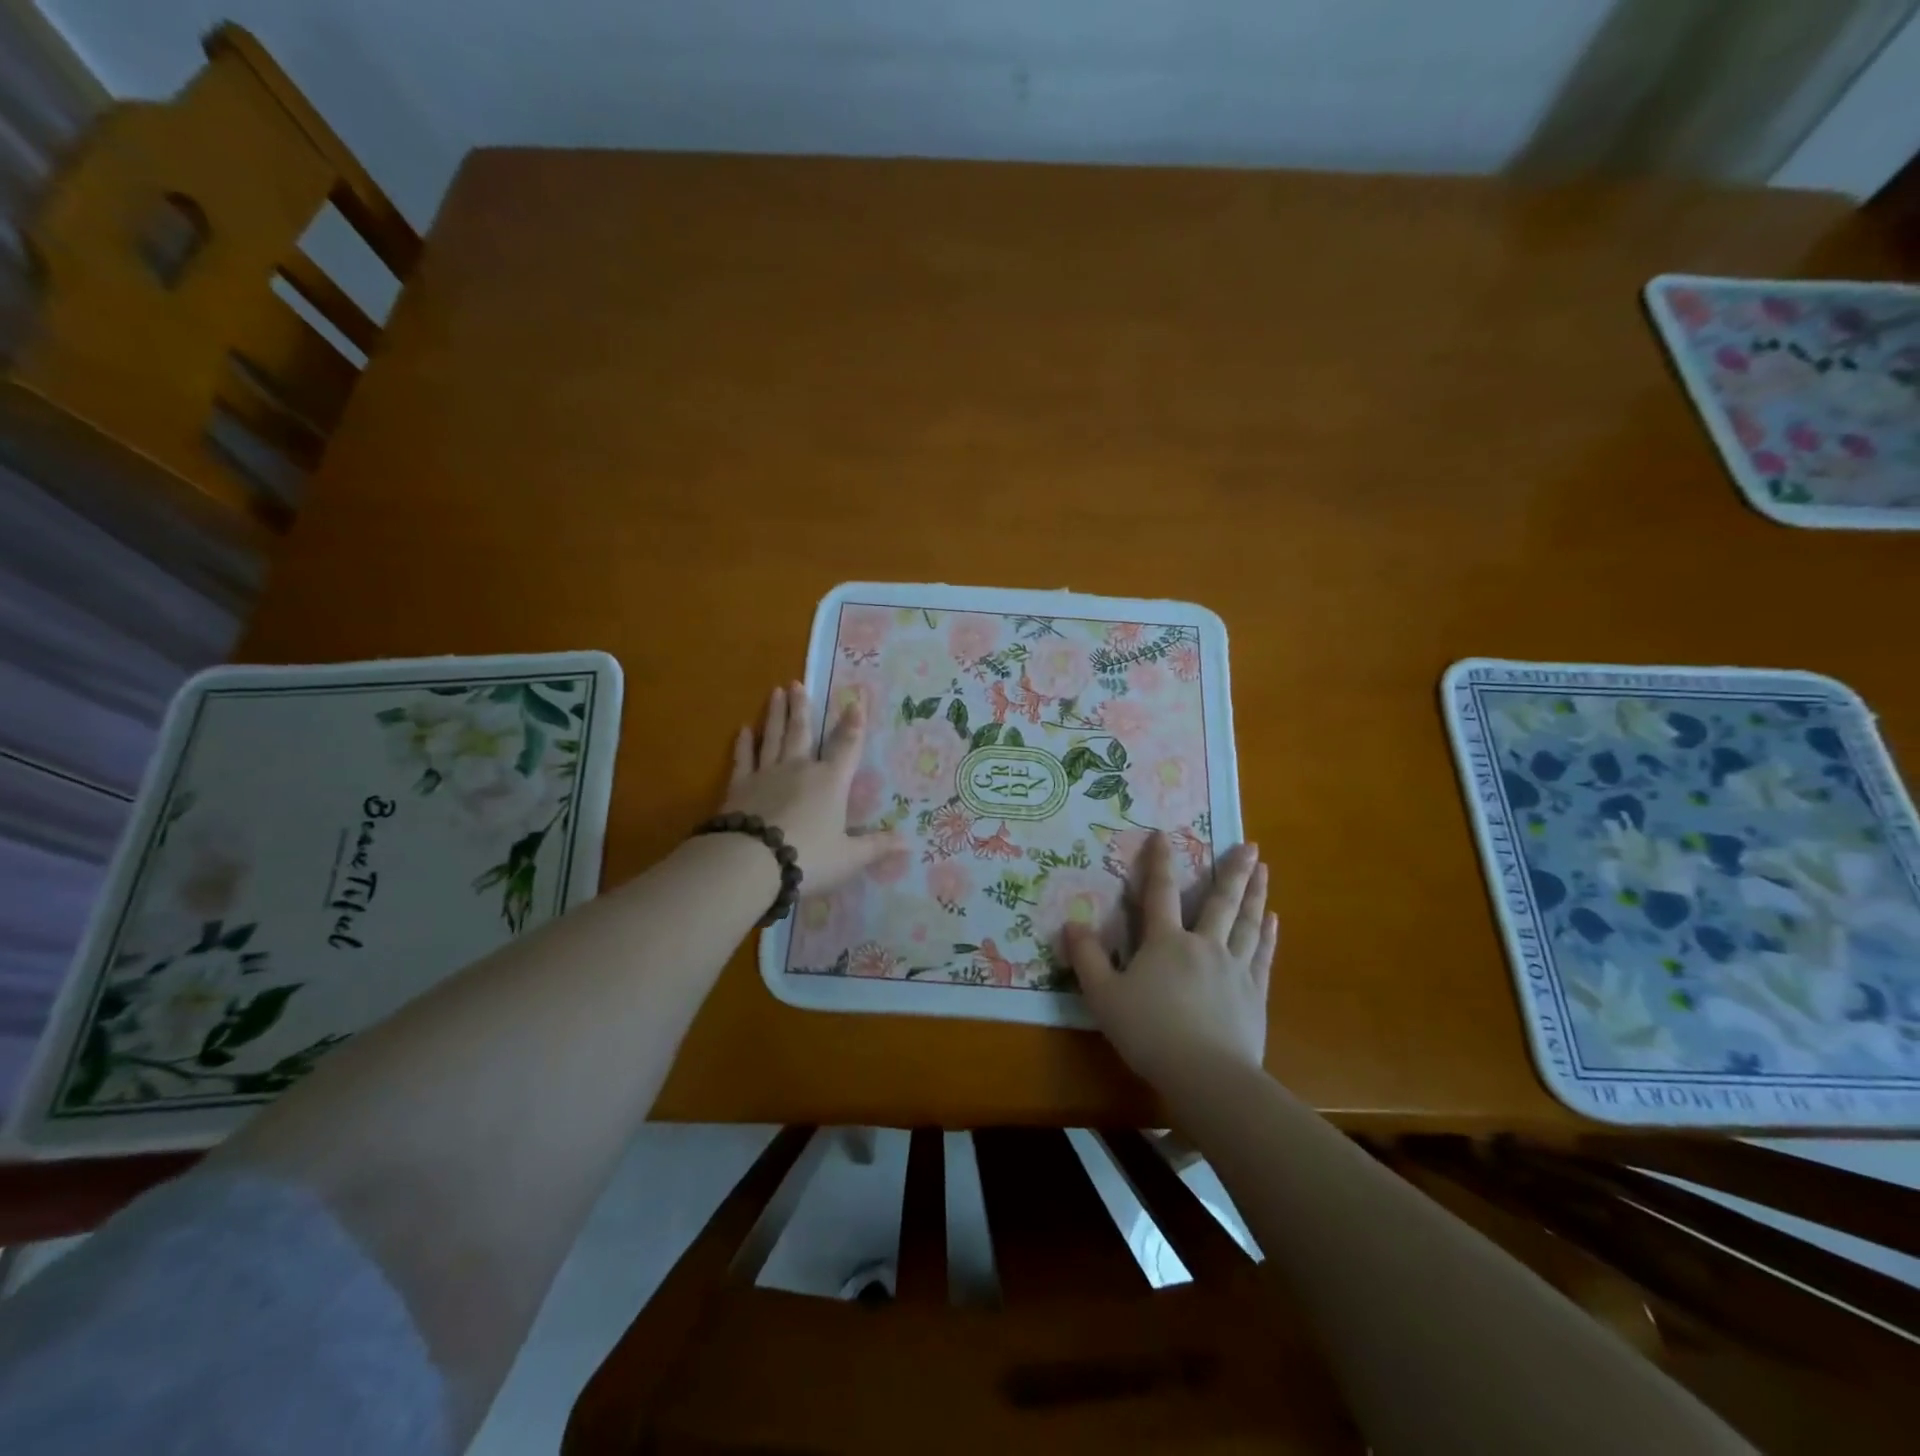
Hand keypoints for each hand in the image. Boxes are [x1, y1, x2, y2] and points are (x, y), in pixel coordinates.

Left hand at [722, 682, 900, 894]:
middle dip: (802, 707)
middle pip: (802, 732)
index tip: (855, 700)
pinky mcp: (739, 787)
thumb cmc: (808, 858)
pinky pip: (743, 759)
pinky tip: (743, 730)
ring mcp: (766, 775)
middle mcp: (799, 769)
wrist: (751, 863)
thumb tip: (908, 842)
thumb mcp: (849, 857)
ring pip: (773, 737)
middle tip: (797, 683)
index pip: (847, 746)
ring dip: (776, 714)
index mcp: (830, 782)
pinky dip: (744, 744)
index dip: (854, 724)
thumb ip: (876, 846)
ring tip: (776, 692)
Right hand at [1064, 833, 1276, 1090]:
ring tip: (1265, 871)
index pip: (1160, 893)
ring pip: (1247, 923)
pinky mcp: (1254, 994)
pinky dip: (1269, 935)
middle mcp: (1203, 946)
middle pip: (1220, 902)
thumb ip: (1088, 958)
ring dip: (1256, 894)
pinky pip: (1263, 955)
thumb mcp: (1104, 996)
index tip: (1164, 834)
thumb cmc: (1149, 1032)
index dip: (1160, 862)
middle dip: (1232, 871)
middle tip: (1249, 845)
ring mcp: (1234, 968)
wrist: (1206, 1074)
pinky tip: (1274, 921)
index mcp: (1166, 942)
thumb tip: (1071, 923)